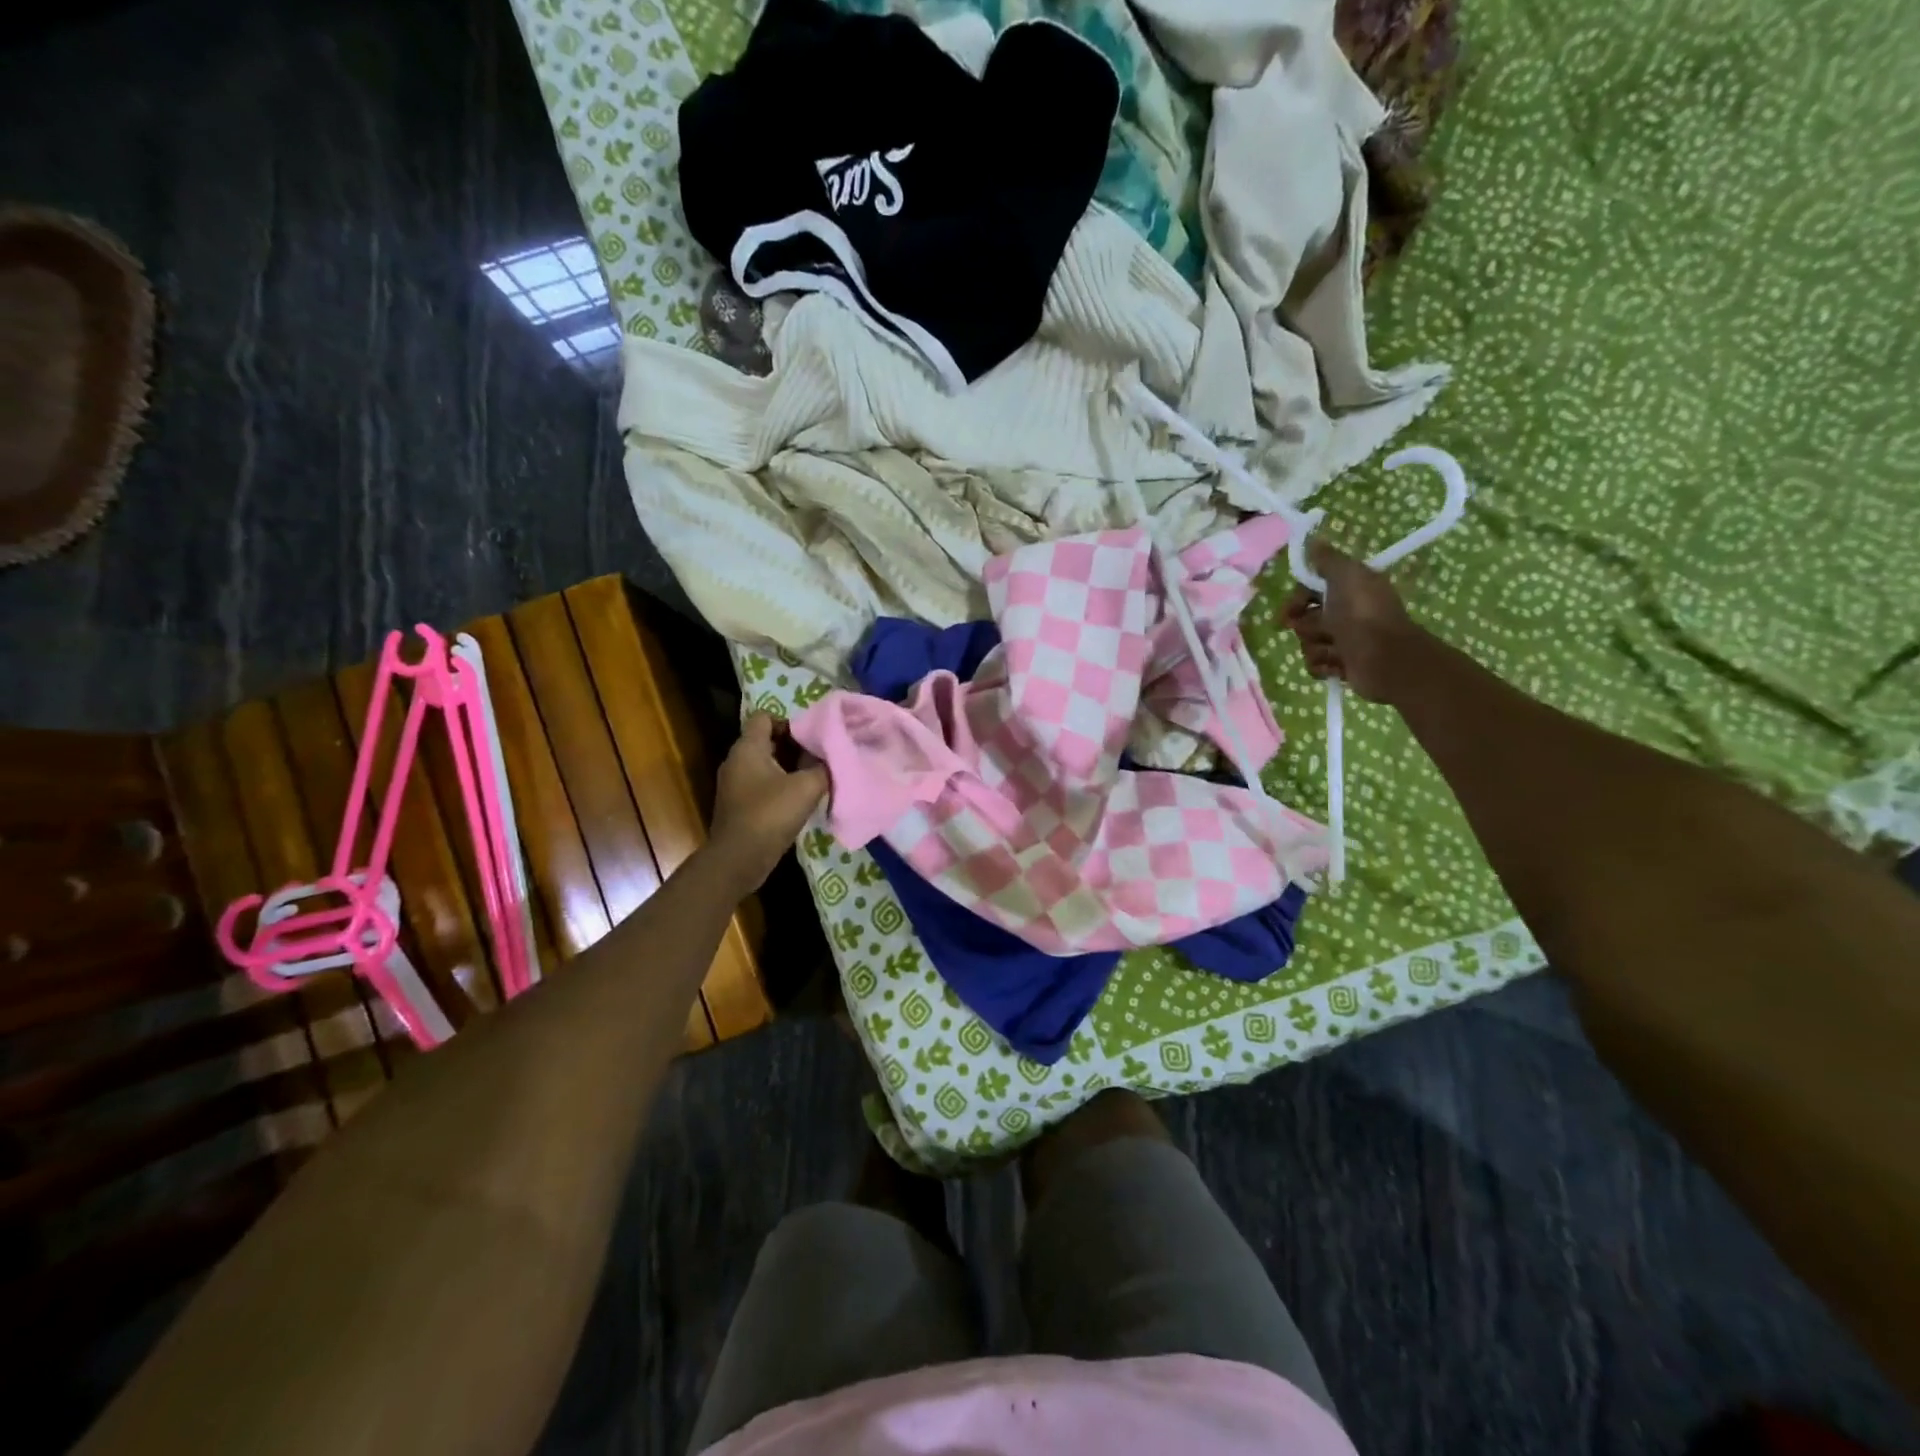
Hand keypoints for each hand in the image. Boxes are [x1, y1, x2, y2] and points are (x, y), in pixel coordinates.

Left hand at [707, 712, 829, 892]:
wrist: (738, 860)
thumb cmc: (770, 815)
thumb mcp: (806, 787)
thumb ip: (822, 768)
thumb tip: (831, 759)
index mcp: (748, 748)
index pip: (765, 717)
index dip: (789, 722)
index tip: (811, 737)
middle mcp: (736, 761)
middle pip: (767, 740)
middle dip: (794, 746)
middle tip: (819, 757)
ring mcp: (735, 784)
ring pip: (765, 764)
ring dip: (789, 769)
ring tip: (815, 778)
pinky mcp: (738, 805)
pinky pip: (762, 785)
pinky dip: (780, 787)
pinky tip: (800, 800)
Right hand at [1280, 539, 1424, 702]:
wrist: (1384, 656)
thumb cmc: (1363, 613)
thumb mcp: (1346, 575)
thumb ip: (1328, 559)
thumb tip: (1314, 541)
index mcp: (1347, 590)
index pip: (1308, 592)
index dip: (1297, 599)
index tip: (1291, 608)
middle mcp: (1344, 614)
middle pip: (1304, 619)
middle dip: (1306, 626)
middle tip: (1321, 628)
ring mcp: (1343, 642)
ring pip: (1307, 643)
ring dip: (1316, 647)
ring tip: (1335, 649)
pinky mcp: (1340, 666)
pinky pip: (1315, 665)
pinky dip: (1322, 665)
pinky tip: (1336, 664)